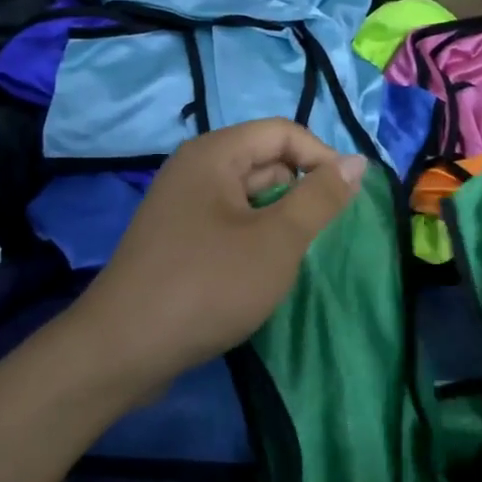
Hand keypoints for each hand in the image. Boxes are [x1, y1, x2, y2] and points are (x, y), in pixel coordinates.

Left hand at [74, 120, 366, 390]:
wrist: (124, 349)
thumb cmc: (208, 285)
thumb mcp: (277, 241)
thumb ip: (320, 198)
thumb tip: (358, 162)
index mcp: (214, 154)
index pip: (283, 132)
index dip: (322, 158)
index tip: (347, 199)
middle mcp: (193, 170)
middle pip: (264, 160)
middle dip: (299, 191)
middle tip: (318, 236)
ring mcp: (181, 206)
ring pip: (247, 196)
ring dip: (277, 219)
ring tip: (290, 257)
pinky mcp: (176, 240)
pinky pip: (227, 223)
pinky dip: (252, 238)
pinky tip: (259, 272)